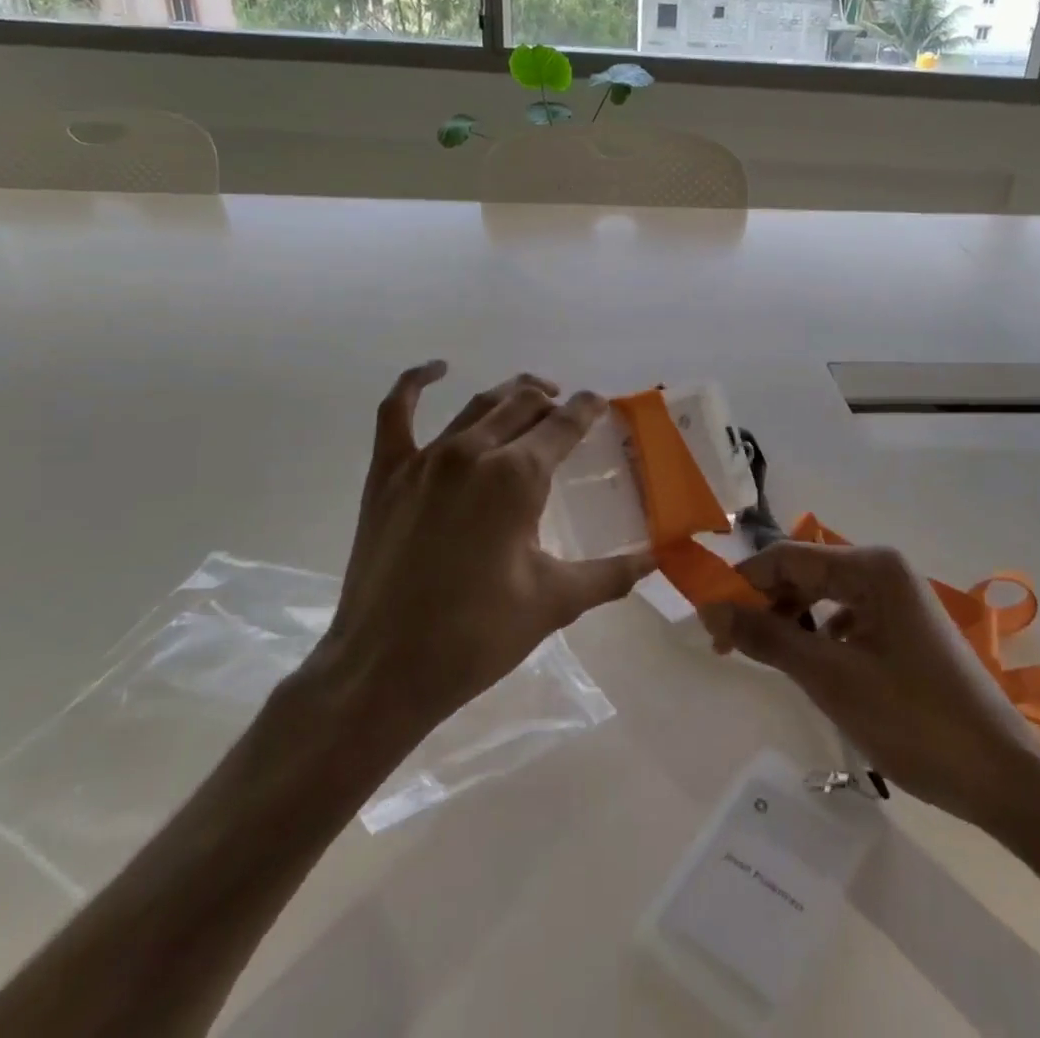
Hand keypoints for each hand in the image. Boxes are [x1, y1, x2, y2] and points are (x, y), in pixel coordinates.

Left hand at [309, 362, 653, 738]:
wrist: (384, 670)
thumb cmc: (477, 634)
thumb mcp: (554, 602)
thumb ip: (610, 574)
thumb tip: (655, 560)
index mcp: (518, 477)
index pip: (565, 424)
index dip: (588, 408)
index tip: (602, 404)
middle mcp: (475, 452)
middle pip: (523, 405)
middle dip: (552, 400)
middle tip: (568, 411)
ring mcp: (426, 459)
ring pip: (478, 404)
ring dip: (510, 394)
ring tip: (532, 395)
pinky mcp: (388, 474)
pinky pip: (397, 412)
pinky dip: (415, 383)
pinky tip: (436, 369)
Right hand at [701, 542, 1039, 832]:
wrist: (1003, 779)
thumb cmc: (915, 722)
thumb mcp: (831, 678)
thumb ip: (768, 637)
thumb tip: (710, 607)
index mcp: (871, 567)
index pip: (788, 557)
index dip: (744, 584)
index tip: (709, 622)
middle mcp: (884, 570)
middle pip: (805, 574)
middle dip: (766, 605)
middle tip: (730, 648)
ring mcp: (898, 600)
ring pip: (824, 599)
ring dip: (791, 624)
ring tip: (767, 662)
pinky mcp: (905, 630)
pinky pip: (847, 621)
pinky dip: (820, 639)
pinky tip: (813, 671)